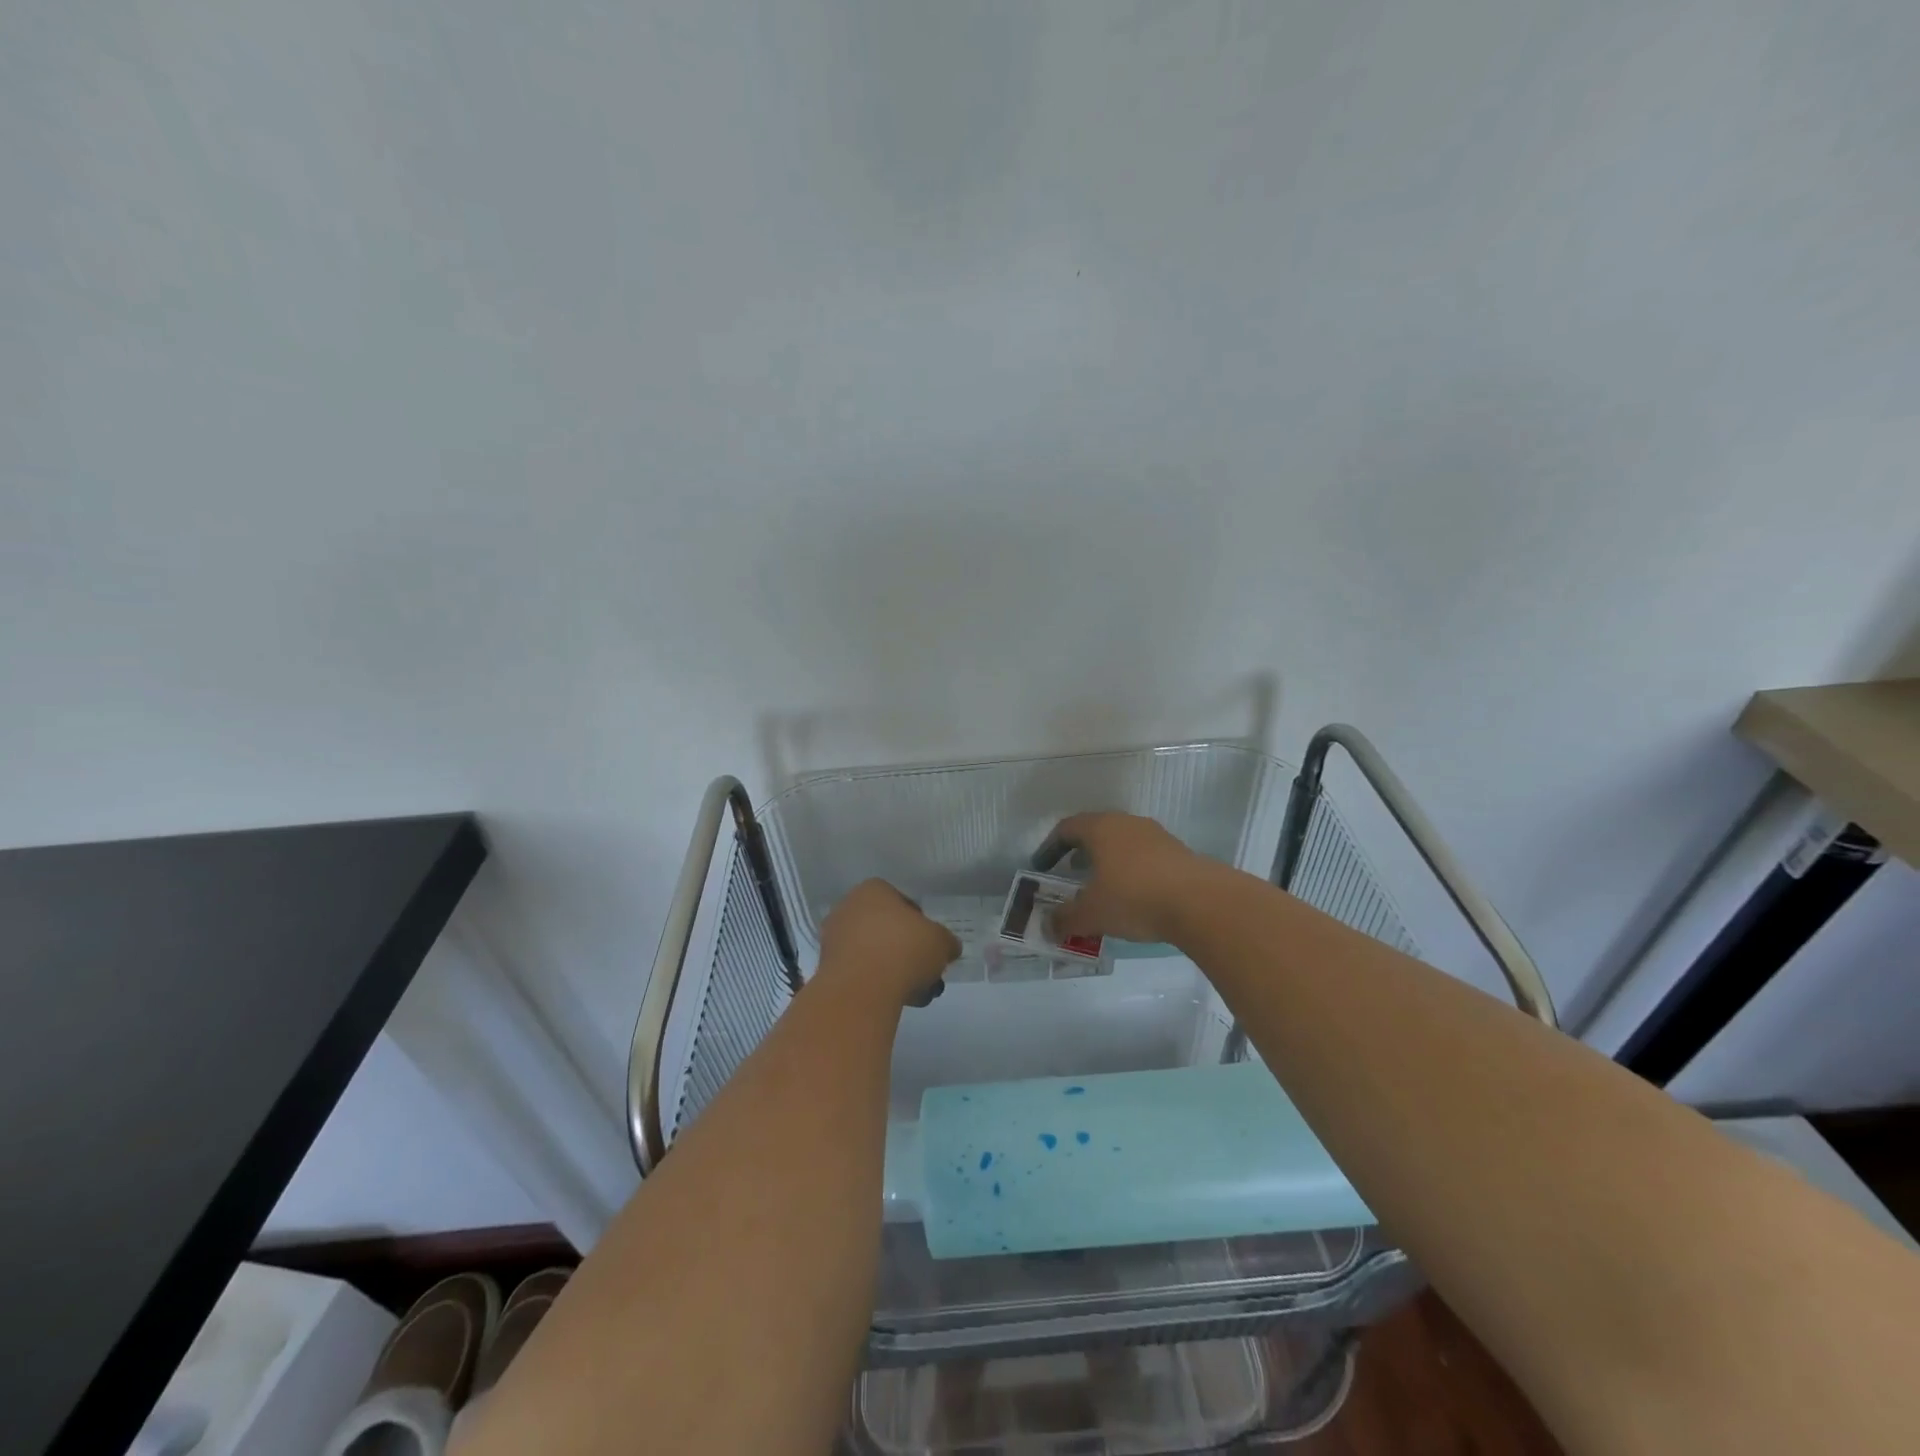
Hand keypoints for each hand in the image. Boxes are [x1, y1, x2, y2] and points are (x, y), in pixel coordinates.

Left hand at [816, 879, 960, 1007]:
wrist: (862, 989)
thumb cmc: (904, 949)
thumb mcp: (940, 942)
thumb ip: (946, 942)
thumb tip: (948, 948)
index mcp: (873, 889)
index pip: (903, 902)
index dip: (921, 925)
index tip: (930, 946)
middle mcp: (848, 907)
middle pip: (886, 928)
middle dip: (905, 950)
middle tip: (924, 971)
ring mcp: (834, 938)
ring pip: (872, 951)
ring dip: (892, 969)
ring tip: (915, 993)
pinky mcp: (826, 968)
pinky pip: (859, 971)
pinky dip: (875, 983)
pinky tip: (894, 1000)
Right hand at [1046, 812, 1222, 945]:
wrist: (1201, 902)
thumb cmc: (1134, 898)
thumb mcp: (1091, 914)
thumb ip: (1065, 919)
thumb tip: (1047, 926)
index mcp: (1100, 828)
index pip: (1067, 828)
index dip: (1050, 847)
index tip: (1042, 866)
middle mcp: (1127, 823)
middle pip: (1096, 831)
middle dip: (1080, 852)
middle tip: (1070, 873)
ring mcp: (1156, 835)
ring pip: (1123, 842)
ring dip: (1108, 861)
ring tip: (1103, 887)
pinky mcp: (1179, 852)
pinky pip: (1145, 856)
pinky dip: (1132, 870)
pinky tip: (1135, 895)